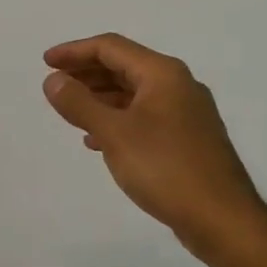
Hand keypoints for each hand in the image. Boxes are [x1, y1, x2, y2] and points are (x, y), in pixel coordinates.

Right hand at [42, 33, 266, 266]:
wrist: (222, 218)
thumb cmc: (165, 168)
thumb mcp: (114, 133)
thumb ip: (79, 104)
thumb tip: (53, 80)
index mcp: (162, 74)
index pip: (111, 48)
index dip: (74, 51)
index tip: (45, 63)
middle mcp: (177, 85)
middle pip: (124, 66)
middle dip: (86, 72)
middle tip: (54, 84)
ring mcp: (185, 113)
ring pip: (133, 93)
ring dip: (99, 96)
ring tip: (70, 110)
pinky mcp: (186, 139)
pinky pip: (143, 116)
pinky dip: (116, 119)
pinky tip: (97, 140)